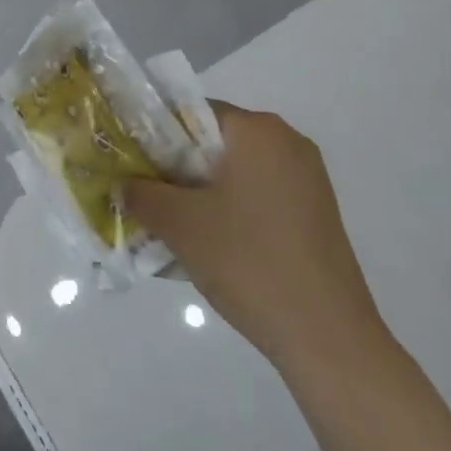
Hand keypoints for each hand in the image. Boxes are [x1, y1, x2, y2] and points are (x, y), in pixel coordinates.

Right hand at [123, 104, 387, 375]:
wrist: (328, 338)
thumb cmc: (248, 262)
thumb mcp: (180, 225)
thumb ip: (141, 194)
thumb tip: (122, 184)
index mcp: (258, 131)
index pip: (191, 111)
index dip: (154, 134)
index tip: (131, 164)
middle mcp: (288, 143)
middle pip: (214, 141)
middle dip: (176, 166)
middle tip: (145, 195)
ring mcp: (308, 179)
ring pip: (235, 171)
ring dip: (201, 191)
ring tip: (173, 225)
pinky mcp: (315, 213)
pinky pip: (258, 195)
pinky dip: (230, 209)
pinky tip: (211, 244)